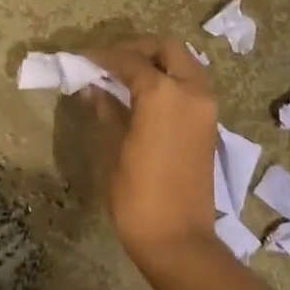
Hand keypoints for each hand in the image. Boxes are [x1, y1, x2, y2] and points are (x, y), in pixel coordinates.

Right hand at [85, 38, 221, 265]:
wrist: (178, 240)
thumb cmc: (137, 195)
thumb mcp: (112, 148)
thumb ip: (105, 110)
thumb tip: (92, 88)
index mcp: (163, 93)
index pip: (128, 60)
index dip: (101, 56)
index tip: (79, 57)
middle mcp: (191, 91)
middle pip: (166, 49)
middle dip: (136, 48)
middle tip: (108, 60)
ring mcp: (205, 107)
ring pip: (183, 63)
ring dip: (155, 61)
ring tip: (123, 75)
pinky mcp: (209, 124)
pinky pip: (189, 85)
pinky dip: (168, 78)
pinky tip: (141, 95)